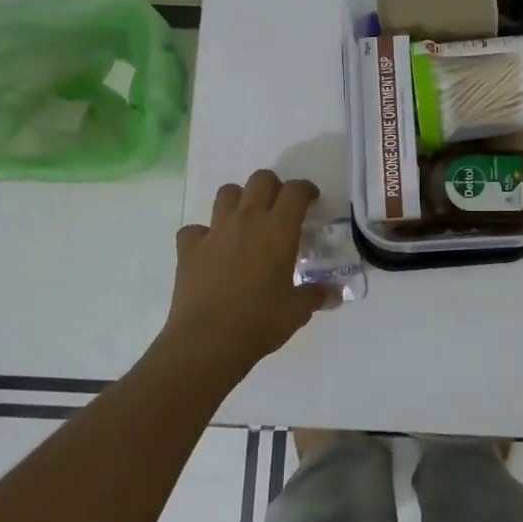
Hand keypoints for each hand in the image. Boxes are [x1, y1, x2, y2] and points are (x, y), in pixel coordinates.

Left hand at [165, 170, 335, 365]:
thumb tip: (334, 294)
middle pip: (261, 180)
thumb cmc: (260, 321)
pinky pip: (195, 229)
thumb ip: (316, 295)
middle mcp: (247, 220)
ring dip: (240, 200)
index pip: (295, 191)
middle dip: (274, 187)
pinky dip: (204, 234)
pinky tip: (212, 250)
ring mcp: (214, 232)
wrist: (208, 341)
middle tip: (280, 209)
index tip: (311, 201)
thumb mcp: (298, 310)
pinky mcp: (188, 249)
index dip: (306, 190)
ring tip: (247, 222)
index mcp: (278, 229)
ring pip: (227, 193)